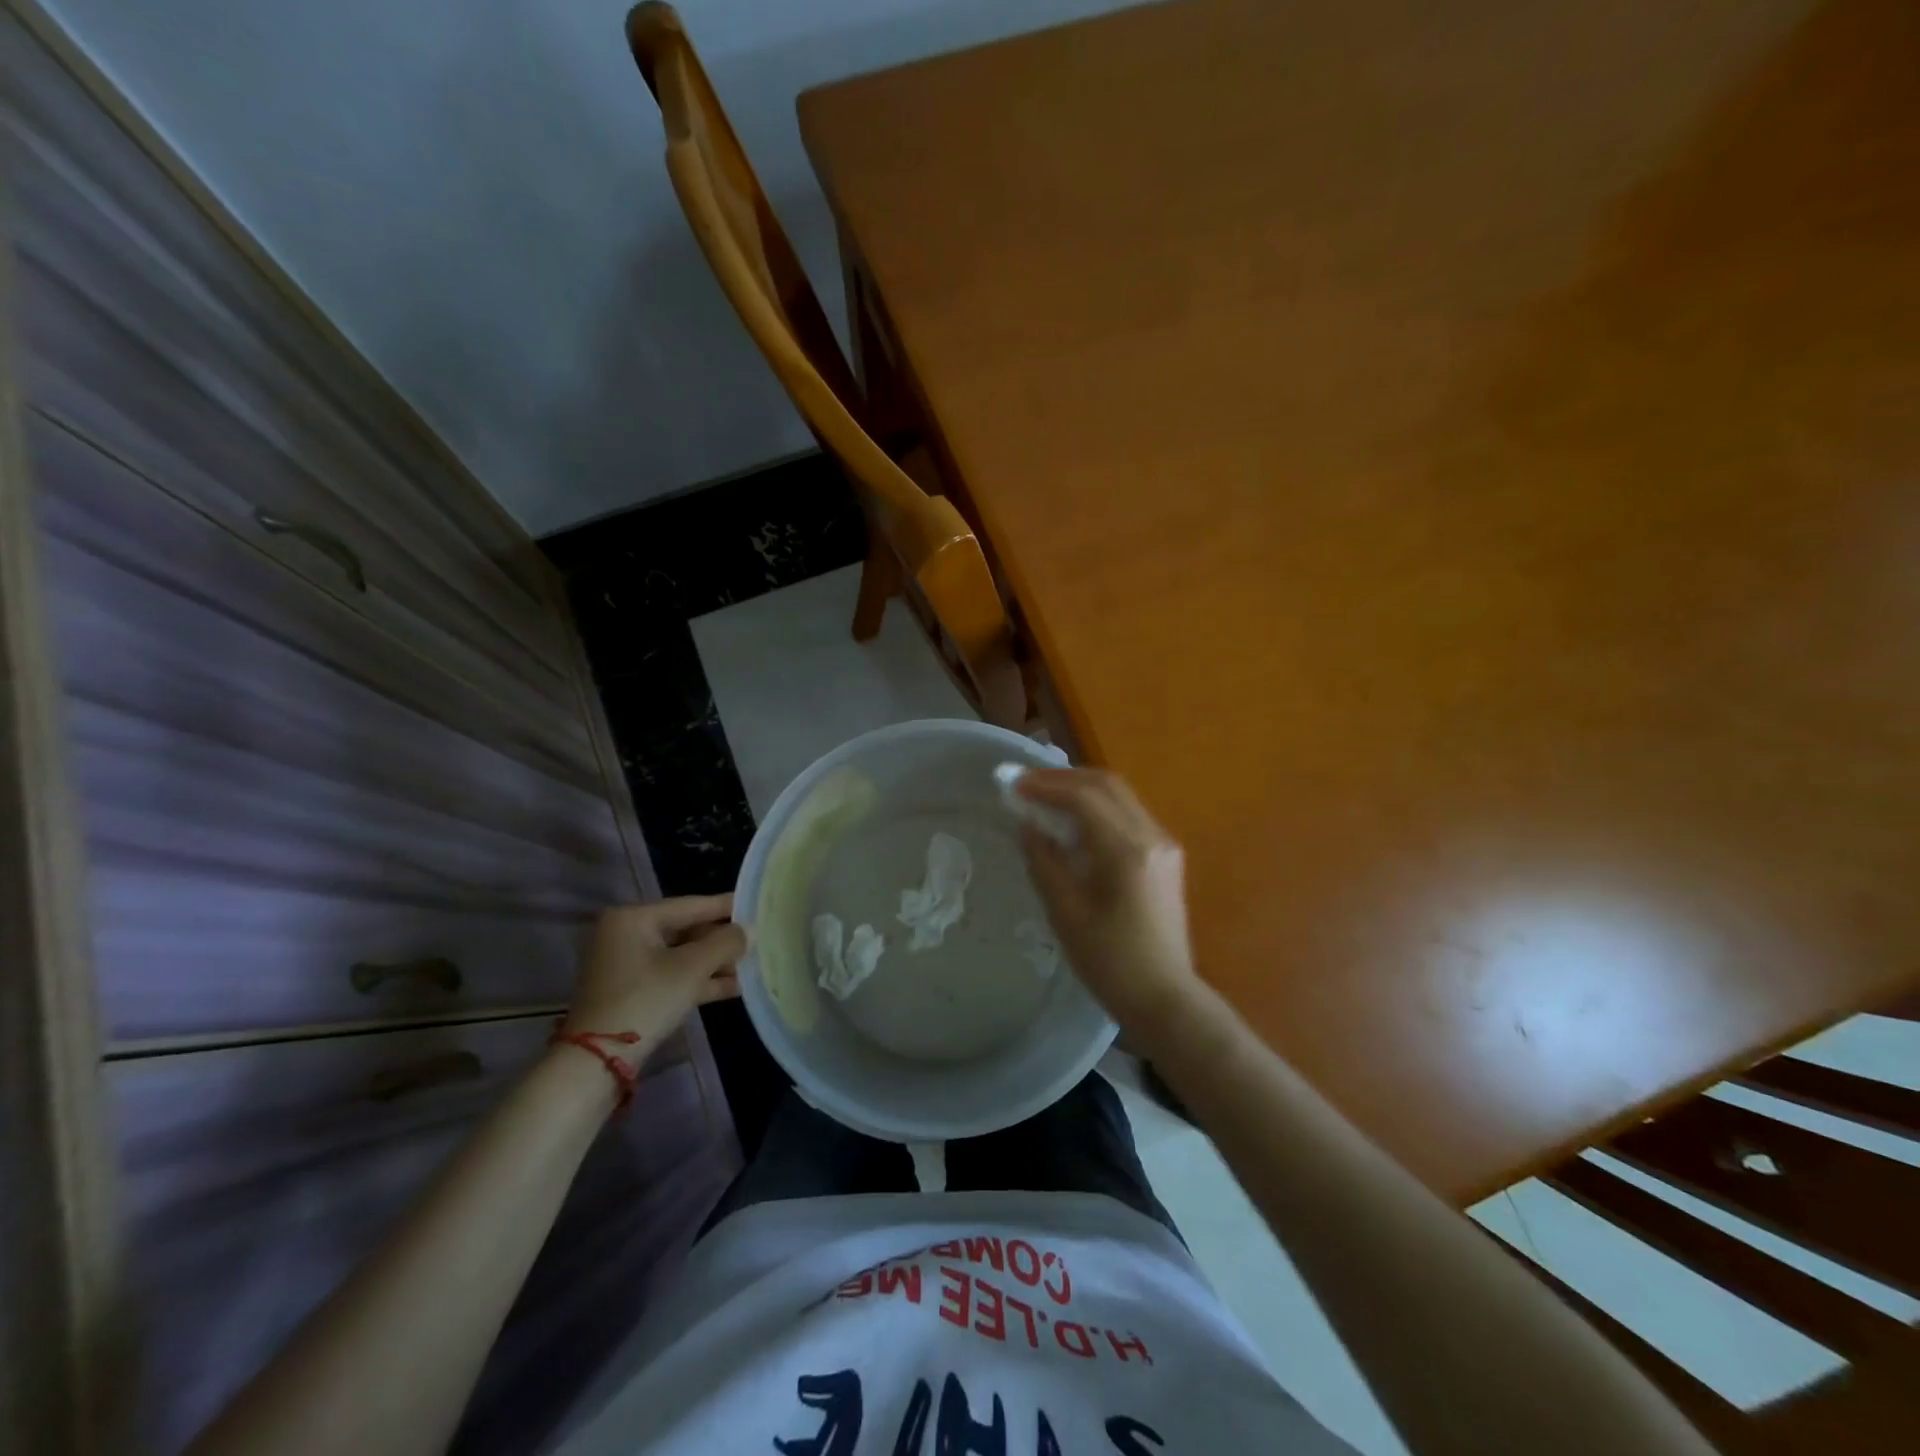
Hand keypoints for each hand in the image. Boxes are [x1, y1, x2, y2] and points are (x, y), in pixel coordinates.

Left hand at [560, 895, 747, 1062]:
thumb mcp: (692, 968)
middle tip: (756, 939)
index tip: (756, 903)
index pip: (690, 905)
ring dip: (713, 963)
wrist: (598, 1061)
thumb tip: (751, 929)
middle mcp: (625, 934)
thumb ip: (725, 943)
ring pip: (679, 956)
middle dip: (721, 940)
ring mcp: (625, 965)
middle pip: (685, 930)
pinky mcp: (629, 991)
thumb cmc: (646, 1000)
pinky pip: (670, 975)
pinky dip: (697, 980)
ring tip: (751, 965)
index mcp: (633, 918)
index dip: (726, 906)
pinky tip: (732, 987)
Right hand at [1017, 769, 1201, 1026]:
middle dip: (1064, 779)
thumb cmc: (1110, 963)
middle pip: (1107, 785)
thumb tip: (1028, 825)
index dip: (1045, 785)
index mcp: (1128, 851)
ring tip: (1044, 798)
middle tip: (1027, 785)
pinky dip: (1097, 807)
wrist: (1164, 999)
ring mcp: (1164, 844)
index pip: (1085, 797)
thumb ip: (1044, 861)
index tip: (1013, 786)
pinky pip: (1128, 814)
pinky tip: (1073, 822)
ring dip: (1081, 790)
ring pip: (1120, 796)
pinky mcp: (1165, 856)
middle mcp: (1152, 836)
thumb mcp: (1065, 913)